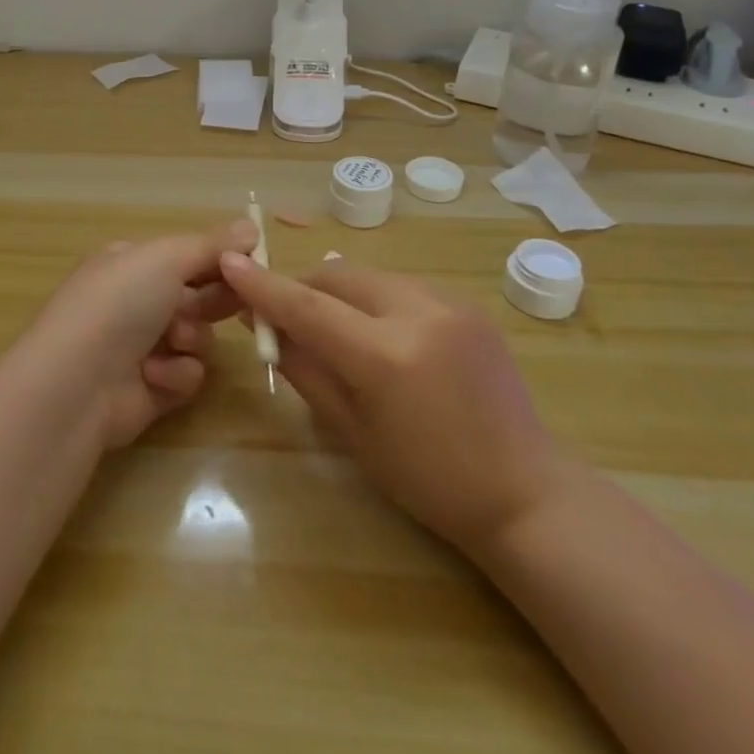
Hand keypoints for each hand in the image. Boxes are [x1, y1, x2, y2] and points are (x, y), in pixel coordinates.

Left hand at [28, 219, 255, 449]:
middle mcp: (136, 302)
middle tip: (237, 301)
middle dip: (214, 300)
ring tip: (173, 342)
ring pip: (199, 336)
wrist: (77, 383)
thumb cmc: (119, 304)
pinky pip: (188, 374)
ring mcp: (143, 347)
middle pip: (198, 295)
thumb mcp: (166, 258)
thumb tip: (251, 226)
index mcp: (132, 263)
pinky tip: (154, 376)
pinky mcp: (152, 389)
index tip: (253, 263)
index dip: (220, 260)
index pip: (187, 256)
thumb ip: (211, 245)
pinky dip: (177, 374)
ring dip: (193, 338)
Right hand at [219, 253, 569, 554]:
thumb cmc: (428, 480)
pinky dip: (375, 299)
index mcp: (387, 357)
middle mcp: (419, 313)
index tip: (231, 262)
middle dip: (303, 287)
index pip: (308, 307)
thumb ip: (306, 369)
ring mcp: (449, 302)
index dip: (264, 285)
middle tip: (284, 315)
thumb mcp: (353, 431)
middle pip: (338, 275)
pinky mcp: (467, 303)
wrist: (523, 491)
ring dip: (339, 292)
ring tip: (334, 328)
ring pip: (369, 275)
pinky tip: (380, 334)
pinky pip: (401, 286)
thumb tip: (267, 327)